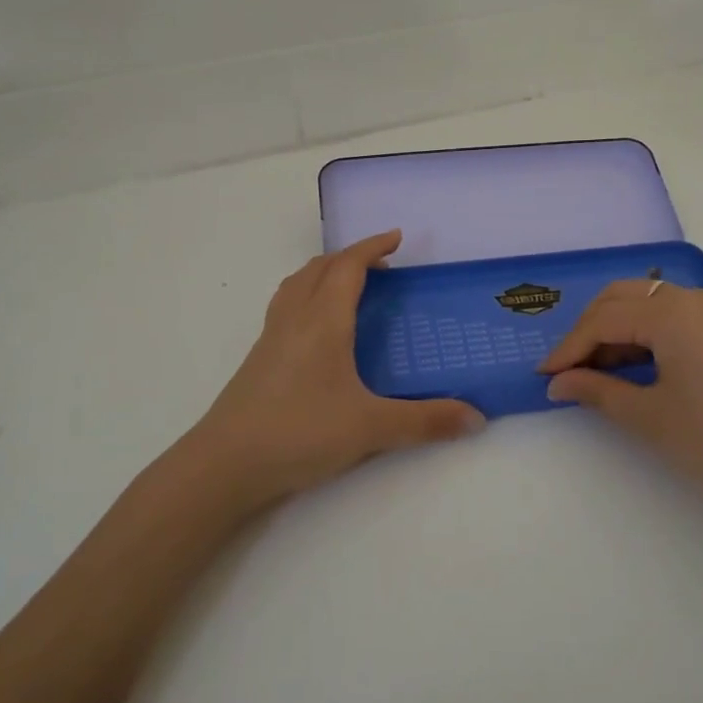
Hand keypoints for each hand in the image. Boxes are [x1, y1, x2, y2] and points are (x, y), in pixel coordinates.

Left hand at [189, 231, 483, 504]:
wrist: (225, 464)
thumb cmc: (300, 433)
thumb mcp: (371, 428)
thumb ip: (426, 421)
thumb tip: (477, 418)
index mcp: (323, 320)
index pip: (348, 266)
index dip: (372, 247)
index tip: (396, 238)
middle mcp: (294, 319)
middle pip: (319, 268)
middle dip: (350, 257)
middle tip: (381, 266)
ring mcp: (271, 337)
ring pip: (296, 284)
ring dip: (324, 272)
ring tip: (348, 285)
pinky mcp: (258, 359)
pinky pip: (285, 307)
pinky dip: (306, 296)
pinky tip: (317, 330)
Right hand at [539, 280, 702, 515]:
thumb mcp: (650, 417)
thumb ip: (597, 392)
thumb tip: (557, 383)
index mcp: (670, 312)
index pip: (602, 320)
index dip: (568, 348)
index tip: (544, 377)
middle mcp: (690, 299)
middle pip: (622, 299)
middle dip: (588, 331)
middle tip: (567, 371)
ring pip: (646, 305)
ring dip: (615, 332)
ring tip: (594, 373)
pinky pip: (670, 318)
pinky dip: (642, 336)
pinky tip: (632, 367)